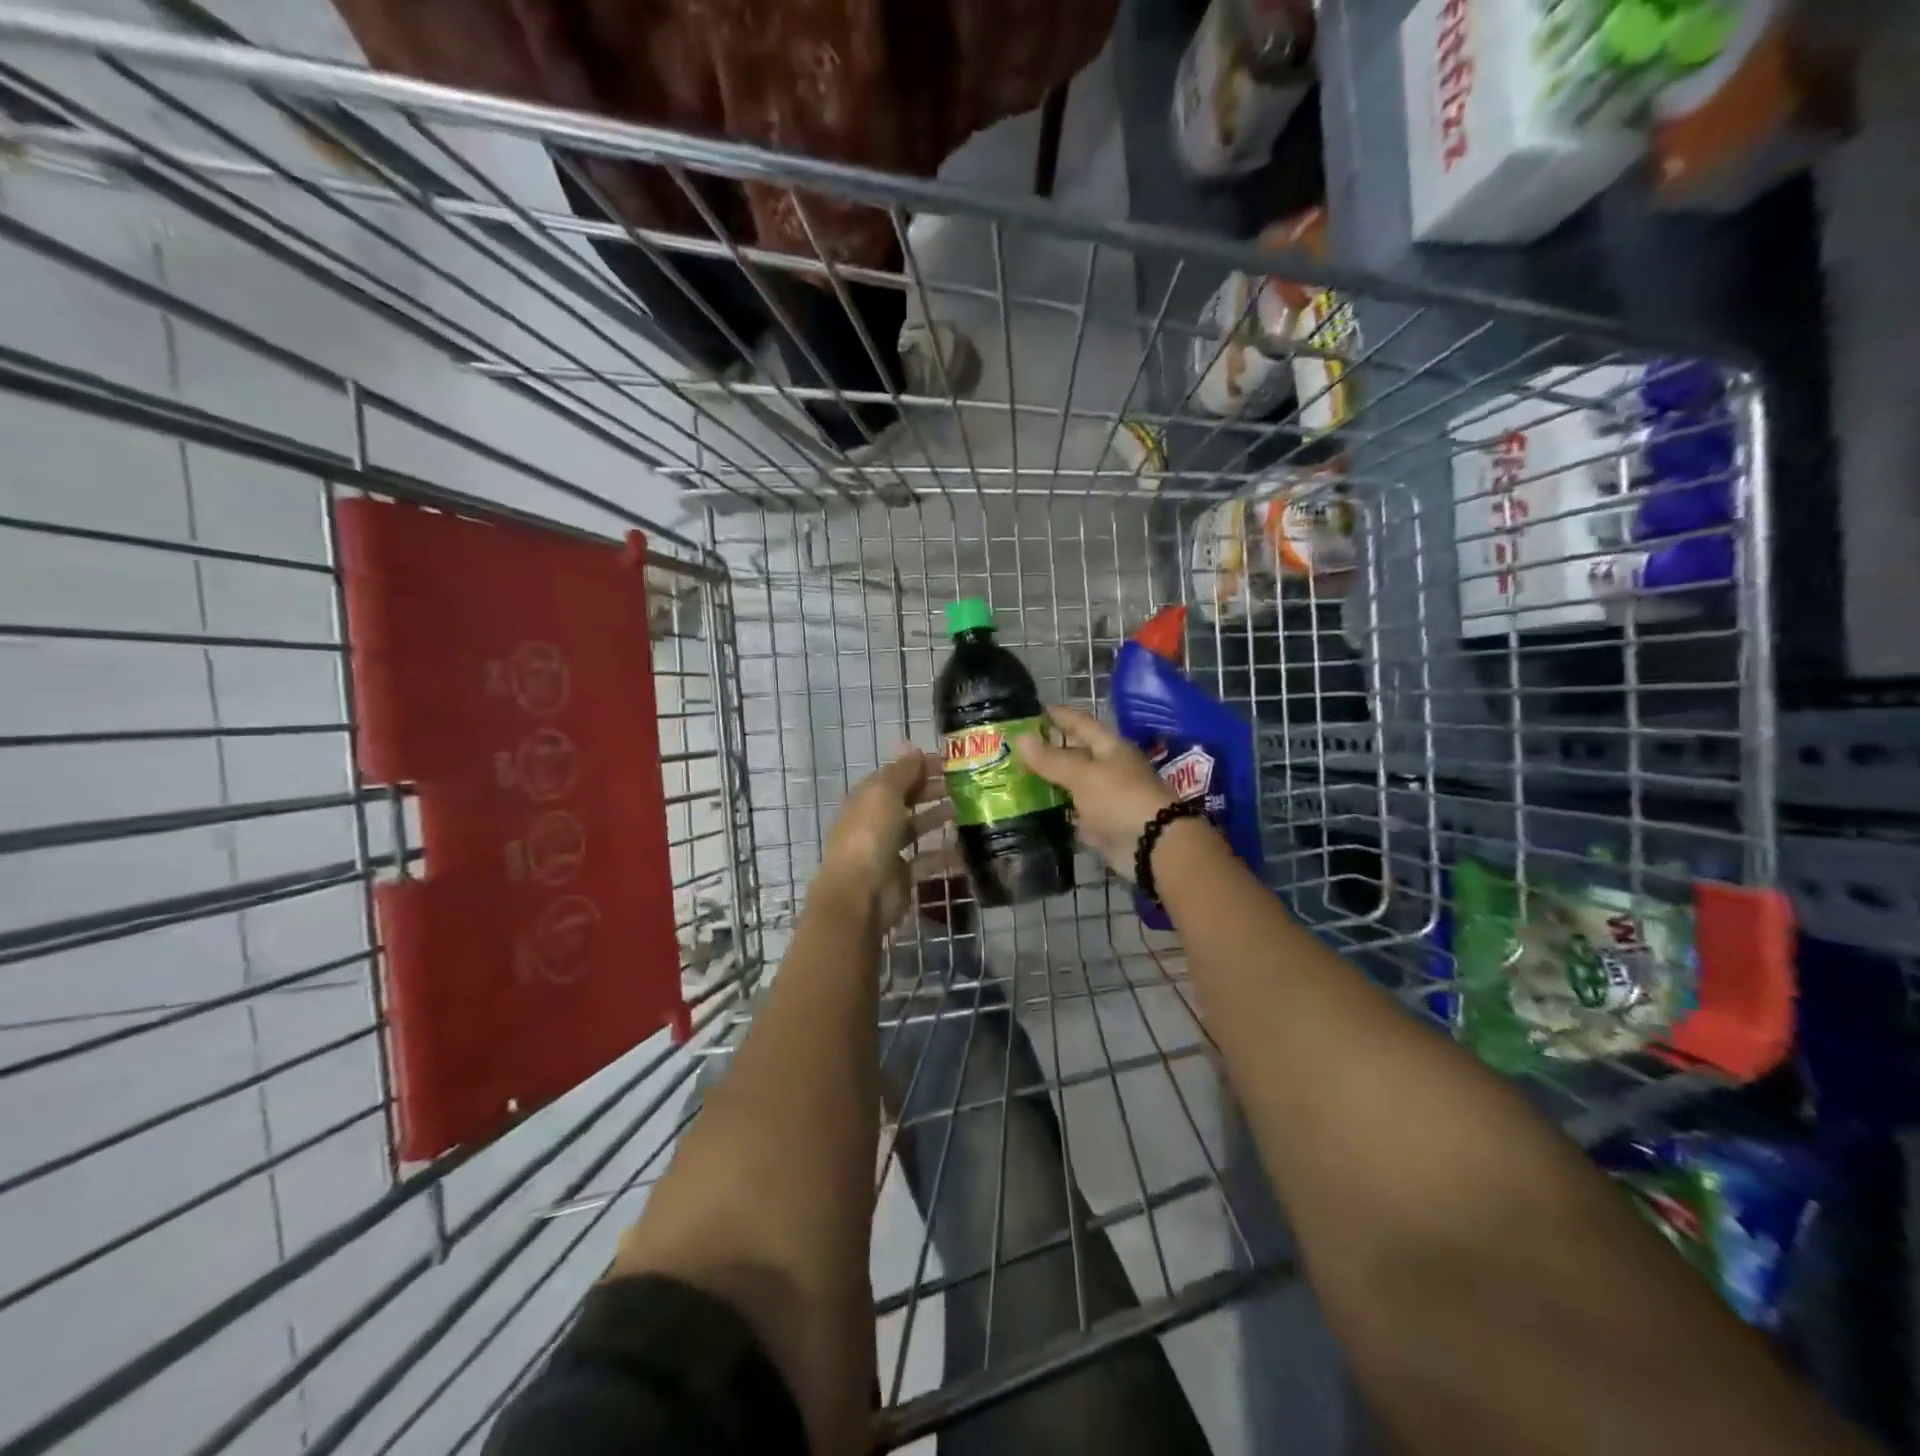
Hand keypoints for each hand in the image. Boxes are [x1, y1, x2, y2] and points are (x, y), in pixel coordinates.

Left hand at [816, 748, 955, 927]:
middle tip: (967, 784)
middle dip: (933, 790)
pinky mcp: (901, 876)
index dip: (920, 766)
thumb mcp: (884, 794)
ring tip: (970, 809)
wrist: (859, 895)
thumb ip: (902, 772)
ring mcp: (887, 849)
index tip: (952, 762)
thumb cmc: (870, 836)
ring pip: (917, 827)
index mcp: (867, 798)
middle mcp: (876, 821)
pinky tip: (967, 847)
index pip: (895, 775)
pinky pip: (926, 859)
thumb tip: (914, 747)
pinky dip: (944, 854)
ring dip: (939, 817)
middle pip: (907, 800)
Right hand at [1013, 705, 1174, 881]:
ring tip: (1015, 777)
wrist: (1152, 846)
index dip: (1059, 715)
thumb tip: (1020, 738)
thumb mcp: (1082, 775)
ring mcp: (1105, 798)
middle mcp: (1109, 769)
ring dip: (1048, 782)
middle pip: (1075, 754)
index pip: (1081, 723)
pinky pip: (1072, 812)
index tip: (1035, 709)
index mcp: (1110, 748)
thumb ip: (1051, 759)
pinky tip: (1031, 808)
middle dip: (1049, 750)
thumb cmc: (1119, 799)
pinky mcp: (1100, 825)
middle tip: (1015, 747)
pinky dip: (1054, 810)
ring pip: (1072, 785)